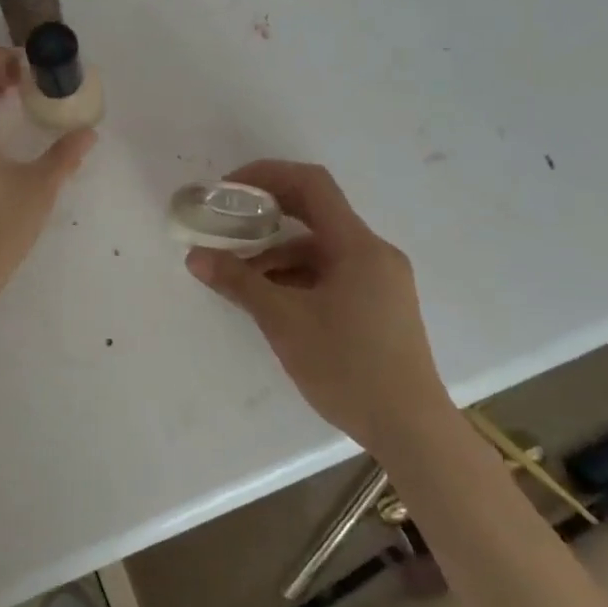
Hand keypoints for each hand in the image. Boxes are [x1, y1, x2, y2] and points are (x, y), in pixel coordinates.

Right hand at [185, 161, 447, 449]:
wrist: (411, 431)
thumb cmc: (348, 368)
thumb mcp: (284, 322)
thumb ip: (239, 283)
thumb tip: (195, 257)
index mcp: (358, 246)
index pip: (312, 185)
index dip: (268, 175)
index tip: (230, 189)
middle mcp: (374, 253)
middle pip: (316, 213)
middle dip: (268, 214)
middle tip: (228, 222)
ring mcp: (381, 280)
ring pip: (321, 249)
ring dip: (279, 254)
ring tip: (240, 276)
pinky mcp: (381, 304)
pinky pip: (333, 273)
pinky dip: (299, 276)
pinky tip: (273, 300)